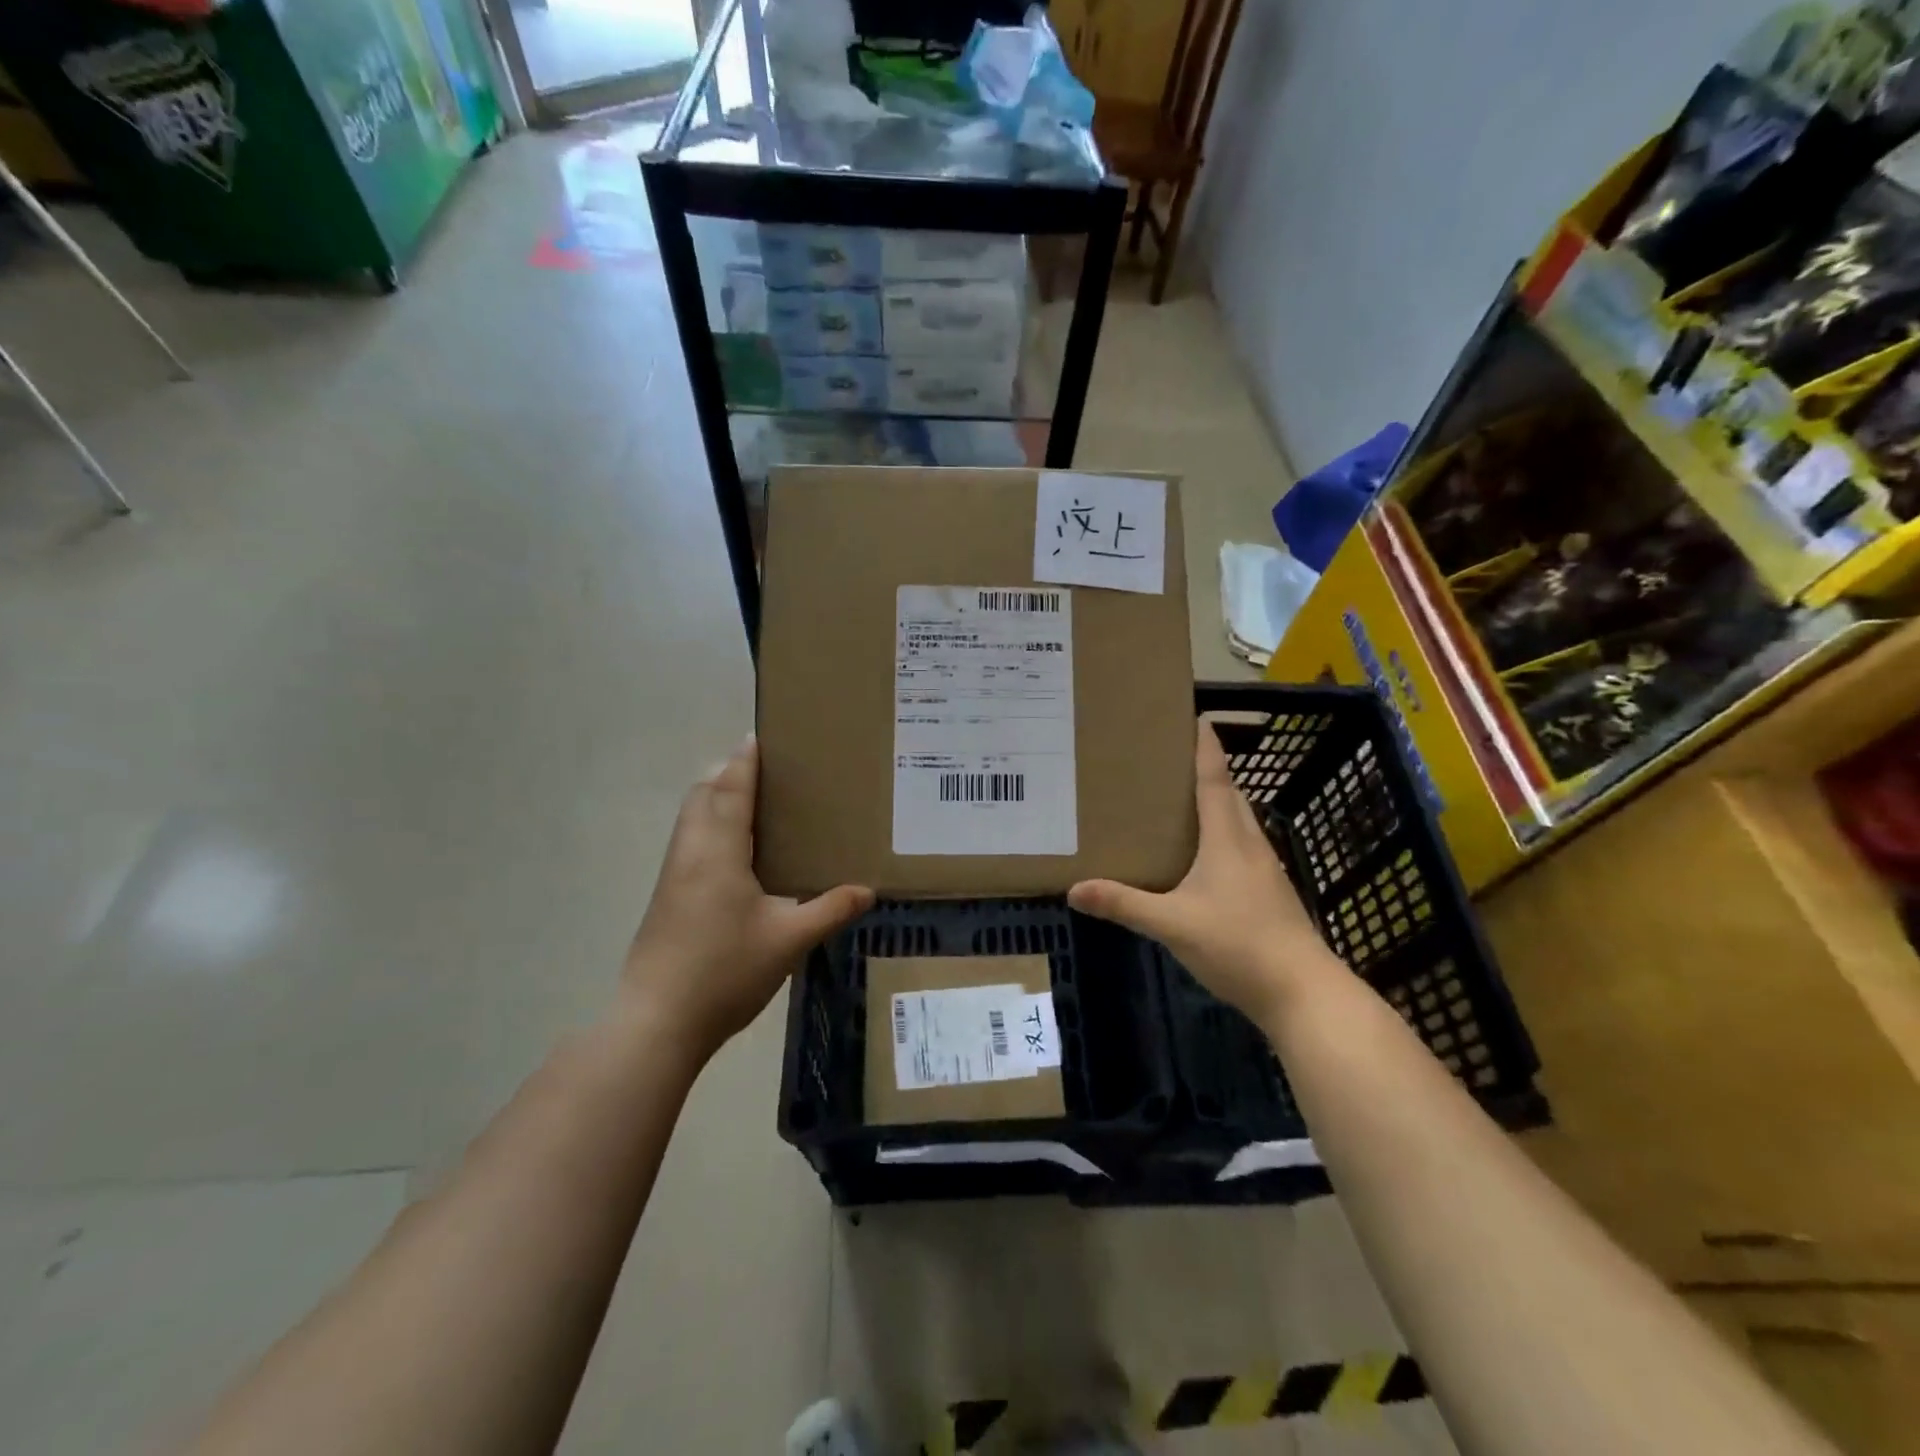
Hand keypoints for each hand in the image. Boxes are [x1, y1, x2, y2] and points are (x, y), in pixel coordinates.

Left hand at [623, 737, 873, 1057]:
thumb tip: (867, 889)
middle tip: (769, 775)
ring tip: (756, 806)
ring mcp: (674, 873)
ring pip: (692, 817)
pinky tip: (737, 854)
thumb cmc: (724, 971)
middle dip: (729, 774)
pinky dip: (710, 825)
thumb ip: (829, 909)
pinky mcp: (667, 895)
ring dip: (716, 799)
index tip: (760, 737)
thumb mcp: (788, 941)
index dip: (745, 761)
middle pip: (703, 794)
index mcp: (719, 849)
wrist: (656, 1021)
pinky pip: (690, 840)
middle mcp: (691, 850)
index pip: (732, 788)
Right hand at [1069, 723, 1337, 1024]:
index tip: (1198, 718)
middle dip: (1208, 771)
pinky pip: (1242, 846)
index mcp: (1227, 840)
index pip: (1215, 782)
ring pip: (1239, 822)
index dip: (1206, 750)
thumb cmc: (1238, 945)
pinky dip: (1223, 833)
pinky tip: (1205, 854)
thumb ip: (1124, 904)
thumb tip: (1074, 889)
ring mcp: (1265, 870)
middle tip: (1174, 759)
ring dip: (1218, 802)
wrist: (1303, 993)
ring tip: (1184, 800)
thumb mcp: (1172, 925)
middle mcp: (1249, 845)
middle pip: (1230, 796)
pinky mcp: (1270, 893)